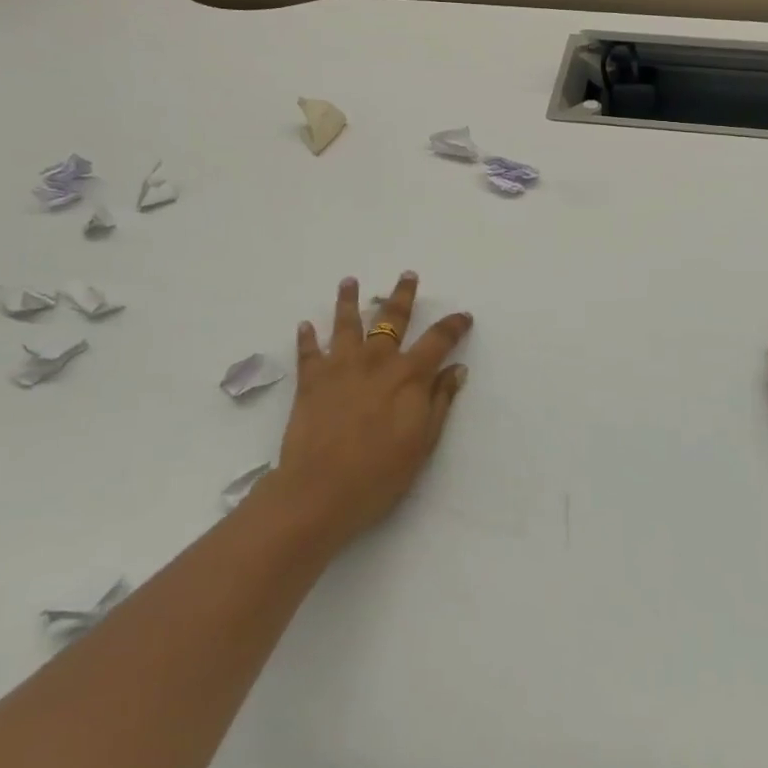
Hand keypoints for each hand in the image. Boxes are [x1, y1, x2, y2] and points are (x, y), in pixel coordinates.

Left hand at [264, 273, 472, 549]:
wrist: (320, 491)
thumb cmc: (379, 474)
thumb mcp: (423, 442)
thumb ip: (440, 401)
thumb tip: (457, 369)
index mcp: (408, 376)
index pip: (438, 340)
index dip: (453, 326)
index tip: (463, 316)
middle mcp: (375, 361)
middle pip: (391, 318)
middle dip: (402, 295)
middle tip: (407, 275)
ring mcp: (340, 366)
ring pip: (346, 323)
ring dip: (349, 300)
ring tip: (349, 282)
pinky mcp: (311, 380)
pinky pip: (308, 351)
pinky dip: (307, 337)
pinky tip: (305, 325)